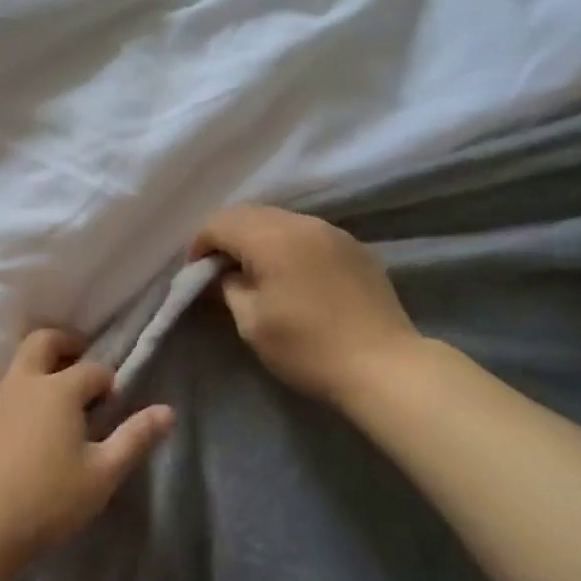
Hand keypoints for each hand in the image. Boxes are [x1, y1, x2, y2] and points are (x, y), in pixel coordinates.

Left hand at [0, 330, 173, 572]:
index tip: (111, 404)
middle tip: (78, 361)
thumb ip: (134, 439)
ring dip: (36, 374)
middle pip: (42, 341)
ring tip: (49, 410)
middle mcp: (21, 383)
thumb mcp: (101, 475)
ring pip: (15, 369)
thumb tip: (167, 411)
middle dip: (65, 343)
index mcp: (58, 390)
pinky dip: (14, 402)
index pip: (92, 369)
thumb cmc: (45, 501)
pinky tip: (17, 437)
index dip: (107, 381)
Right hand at [192, 204, 424, 407]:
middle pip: (248, 213)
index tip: (196, 275)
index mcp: (271, 238)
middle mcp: (301, 223)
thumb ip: (228, 287)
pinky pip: (306, 233)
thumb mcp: (251, 322)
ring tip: (253, 272)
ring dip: (257, 238)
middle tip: (219, 271)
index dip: (199, 245)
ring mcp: (332, 232)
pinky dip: (286, 244)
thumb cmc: (307, 348)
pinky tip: (290, 275)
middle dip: (226, 237)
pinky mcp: (353, 247)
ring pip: (279, 220)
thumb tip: (222, 274)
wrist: (384, 366)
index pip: (219, 223)